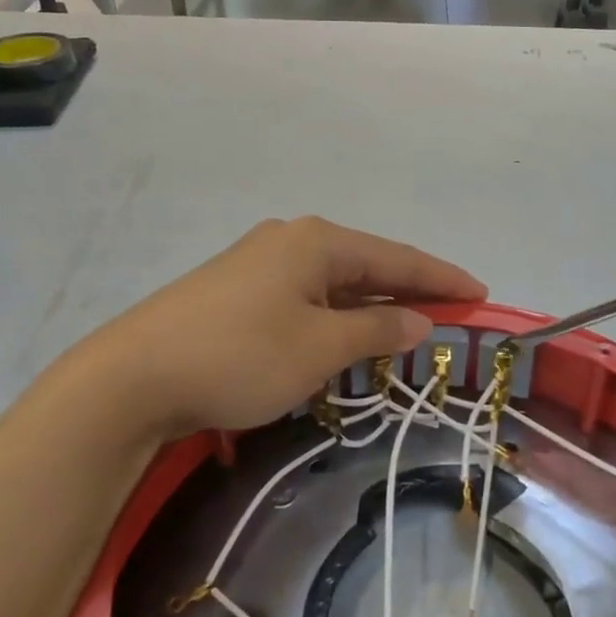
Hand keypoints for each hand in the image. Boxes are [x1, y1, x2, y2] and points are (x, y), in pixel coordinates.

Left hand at [92, 217, 484, 439]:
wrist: (133, 376)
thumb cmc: (241, 356)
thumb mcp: (320, 347)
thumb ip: (376, 328)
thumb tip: (420, 319)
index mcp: (318, 241)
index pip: (398, 256)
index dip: (443, 277)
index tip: (481, 294)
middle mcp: (291, 240)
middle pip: (367, 265)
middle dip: (410, 292)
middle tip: (451, 317)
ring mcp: (259, 263)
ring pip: (334, 284)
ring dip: (371, 307)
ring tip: (408, 331)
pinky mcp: (237, 291)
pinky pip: (306, 298)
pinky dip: (335, 317)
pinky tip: (345, 337)